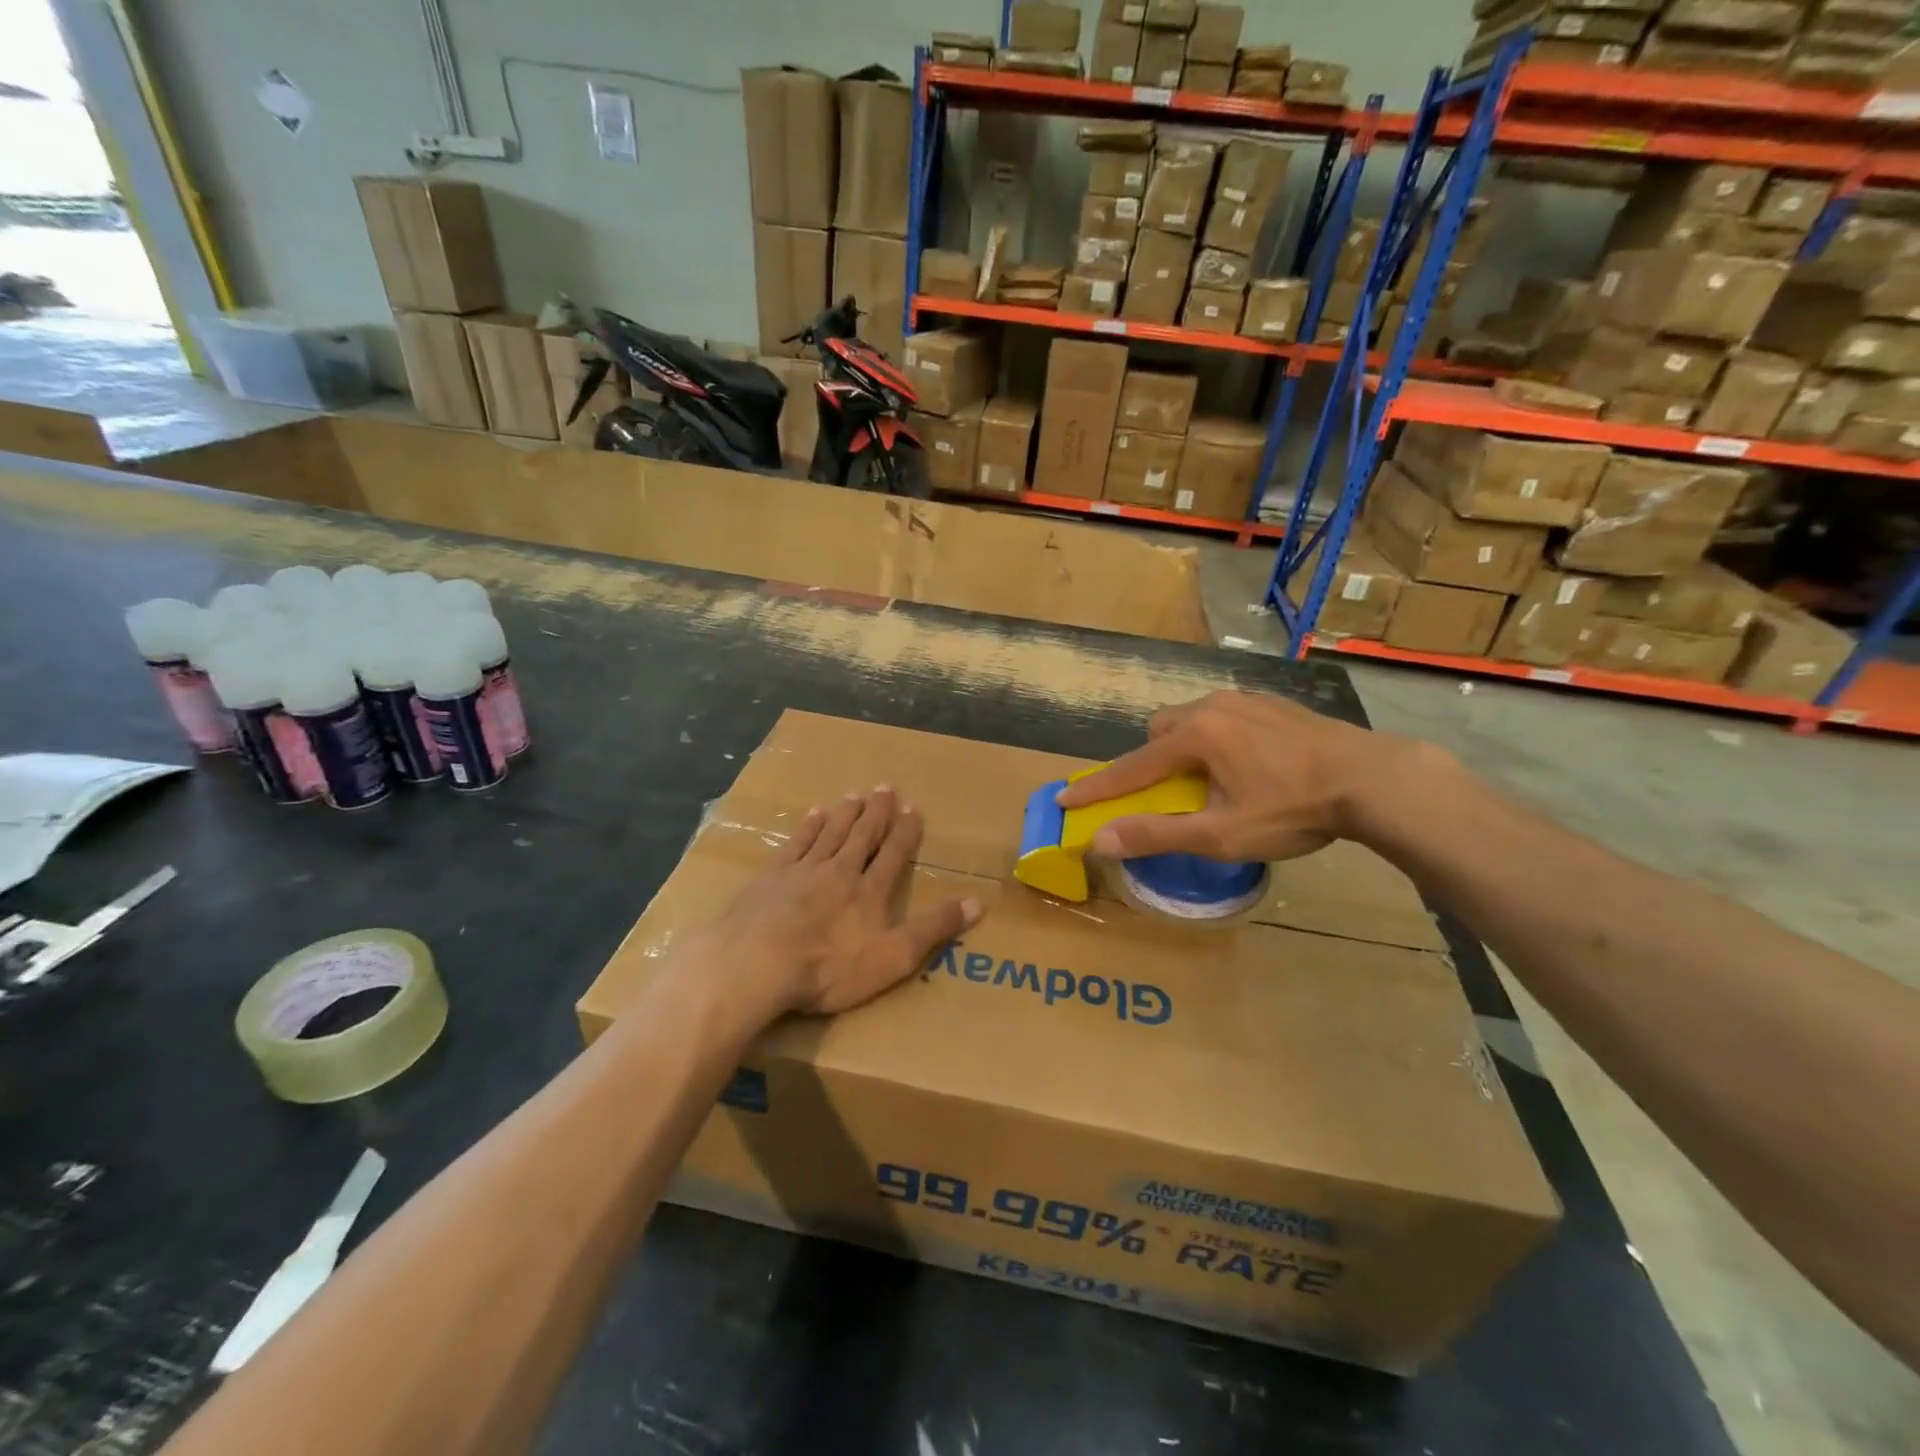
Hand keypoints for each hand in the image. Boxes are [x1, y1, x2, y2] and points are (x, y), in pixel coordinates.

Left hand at [693, 788, 981, 1017]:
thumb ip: (934, 929)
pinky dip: (808, 827)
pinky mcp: (772, 877)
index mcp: (870, 891)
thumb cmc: (829, 967)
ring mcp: (803, 870)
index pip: (893, 854)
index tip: (913, 809)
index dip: (905, 832)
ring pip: (830, 833)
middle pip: (862, 835)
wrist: (758, 963)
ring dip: (845, 813)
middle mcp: (840, 871)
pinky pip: (796, 843)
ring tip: (855, 795)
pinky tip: (813, 814)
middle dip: (876, 812)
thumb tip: (977, 903)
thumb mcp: (893, 957)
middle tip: (885, 788)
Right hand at [1055, 691, 1397, 863]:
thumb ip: (1157, 834)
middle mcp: (1213, 707)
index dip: (1097, 788)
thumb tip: (1100, 840)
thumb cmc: (1292, 810)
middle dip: (1153, 760)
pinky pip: (1227, 716)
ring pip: (1194, 719)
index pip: (1131, 767)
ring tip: (1214, 780)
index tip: (1064, 798)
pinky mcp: (1275, 703)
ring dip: (1187, 747)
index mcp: (1194, 736)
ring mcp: (1247, 699)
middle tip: (1172, 793)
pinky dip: (1220, 738)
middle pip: (1160, 731)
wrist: (1373, 779)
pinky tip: (1252, 764)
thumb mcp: (1221, 834)